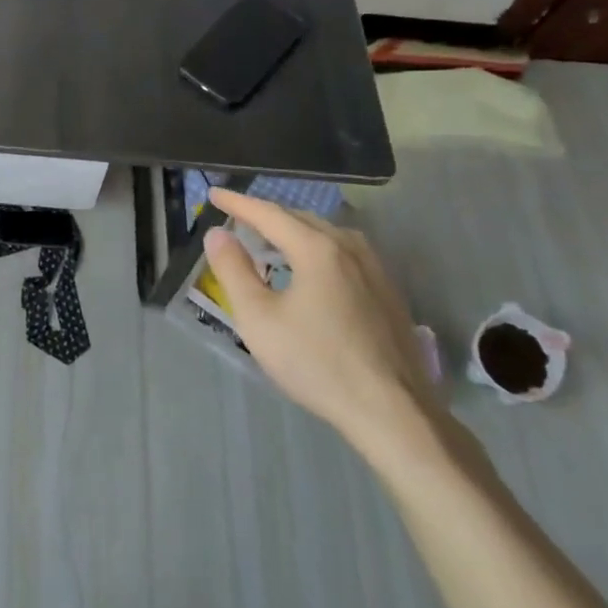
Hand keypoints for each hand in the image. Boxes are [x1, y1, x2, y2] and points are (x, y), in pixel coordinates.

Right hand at [203, 188, 439, 456]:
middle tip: (239, 218)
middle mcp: (349, 248)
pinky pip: (345, 254)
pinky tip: (312, 271)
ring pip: (327, 235)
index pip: (268, 213)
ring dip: (294, 231)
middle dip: (267, 215)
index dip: (238, 203)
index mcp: (317, 248)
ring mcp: (375, 270)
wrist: (393, 413)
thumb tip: (217, 234)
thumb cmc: (317, 363)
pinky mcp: (389, 294)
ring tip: (272, 241)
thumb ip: (233, 271)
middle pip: (300, 219)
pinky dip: (318, 249)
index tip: (214, 194)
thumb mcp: (259, 319)